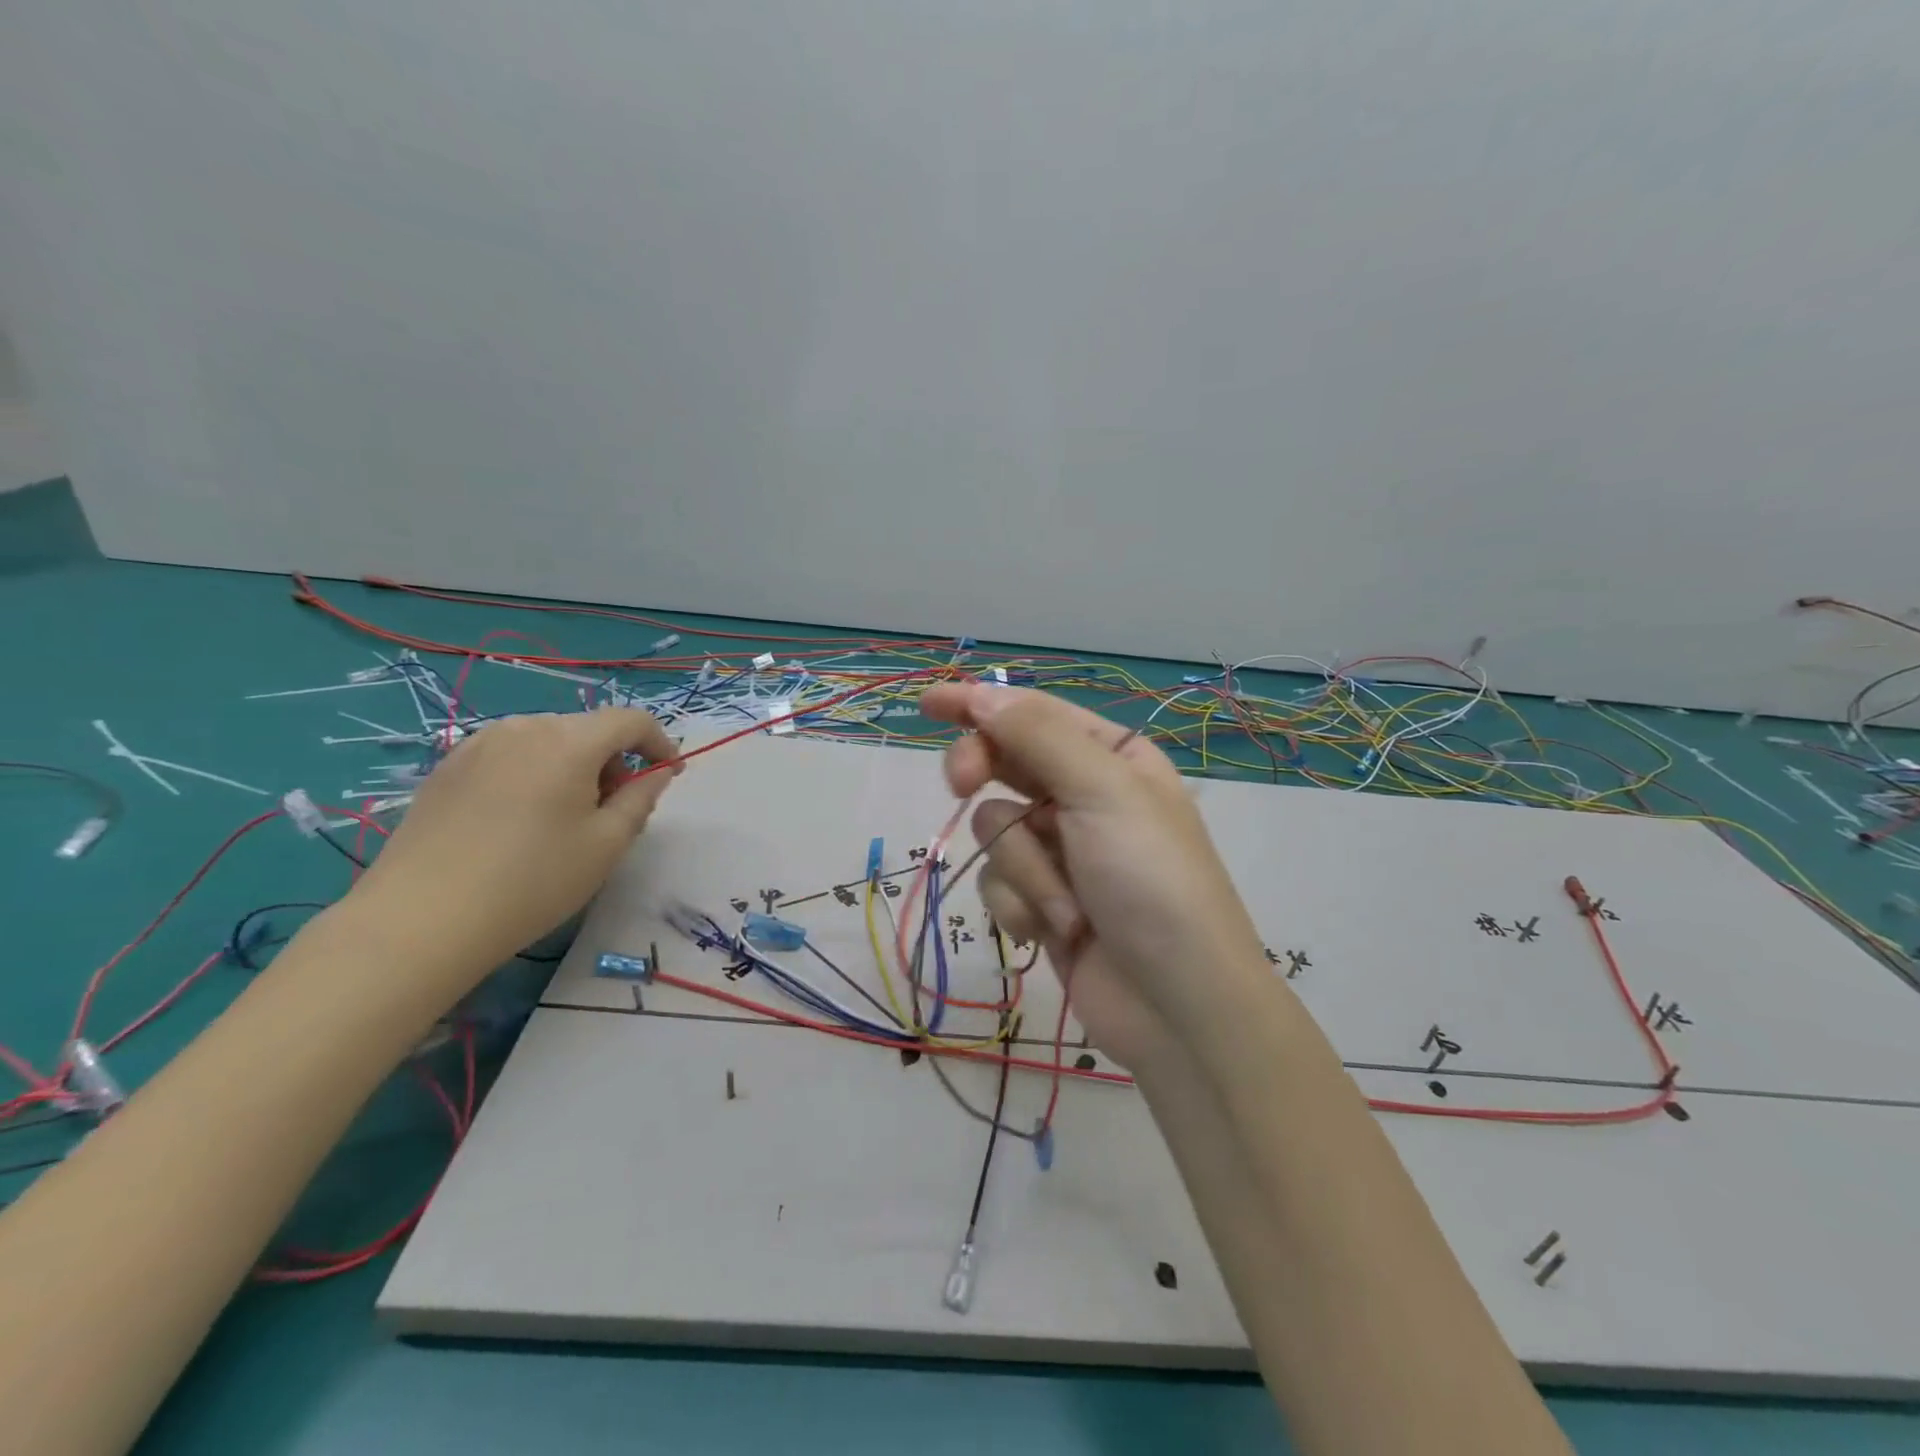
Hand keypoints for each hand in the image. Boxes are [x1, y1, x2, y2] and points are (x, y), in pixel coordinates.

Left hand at [349, 708, 681, 983]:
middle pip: (587, 729)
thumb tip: (658, 772)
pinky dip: (533, 774)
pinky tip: (520, 821)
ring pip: (547, 741)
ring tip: (566, 818)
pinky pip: (510, 756)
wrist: (422, 919)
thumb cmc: (533, 880)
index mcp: (570, 741)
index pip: (631, 720)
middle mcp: (524, 727)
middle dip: (614, 760)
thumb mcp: (607, 843)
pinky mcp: (447, 768)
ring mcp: (479, 744)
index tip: (668, 774)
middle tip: (615, 810)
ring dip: (573, 766)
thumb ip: (642, 798)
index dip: (659, 742)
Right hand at [920, 683, 1270, 1068]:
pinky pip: (999, 882)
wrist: (1176, 1006)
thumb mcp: (1102, 792)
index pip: (1032, 714)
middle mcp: (1084, 797)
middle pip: (1004, 764)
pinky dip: (1022, 905)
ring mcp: (1062, 852)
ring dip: (1025, 868)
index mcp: (1111, 757)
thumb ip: (1037, 736)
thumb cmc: (1151, 882)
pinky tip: (1056, 931)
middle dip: (983, 777)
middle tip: (960, 784)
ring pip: (996, 829)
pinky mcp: (1043, 901)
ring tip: (1067, 904)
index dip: (978, 703)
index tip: (928, 704)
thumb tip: (983, 694)